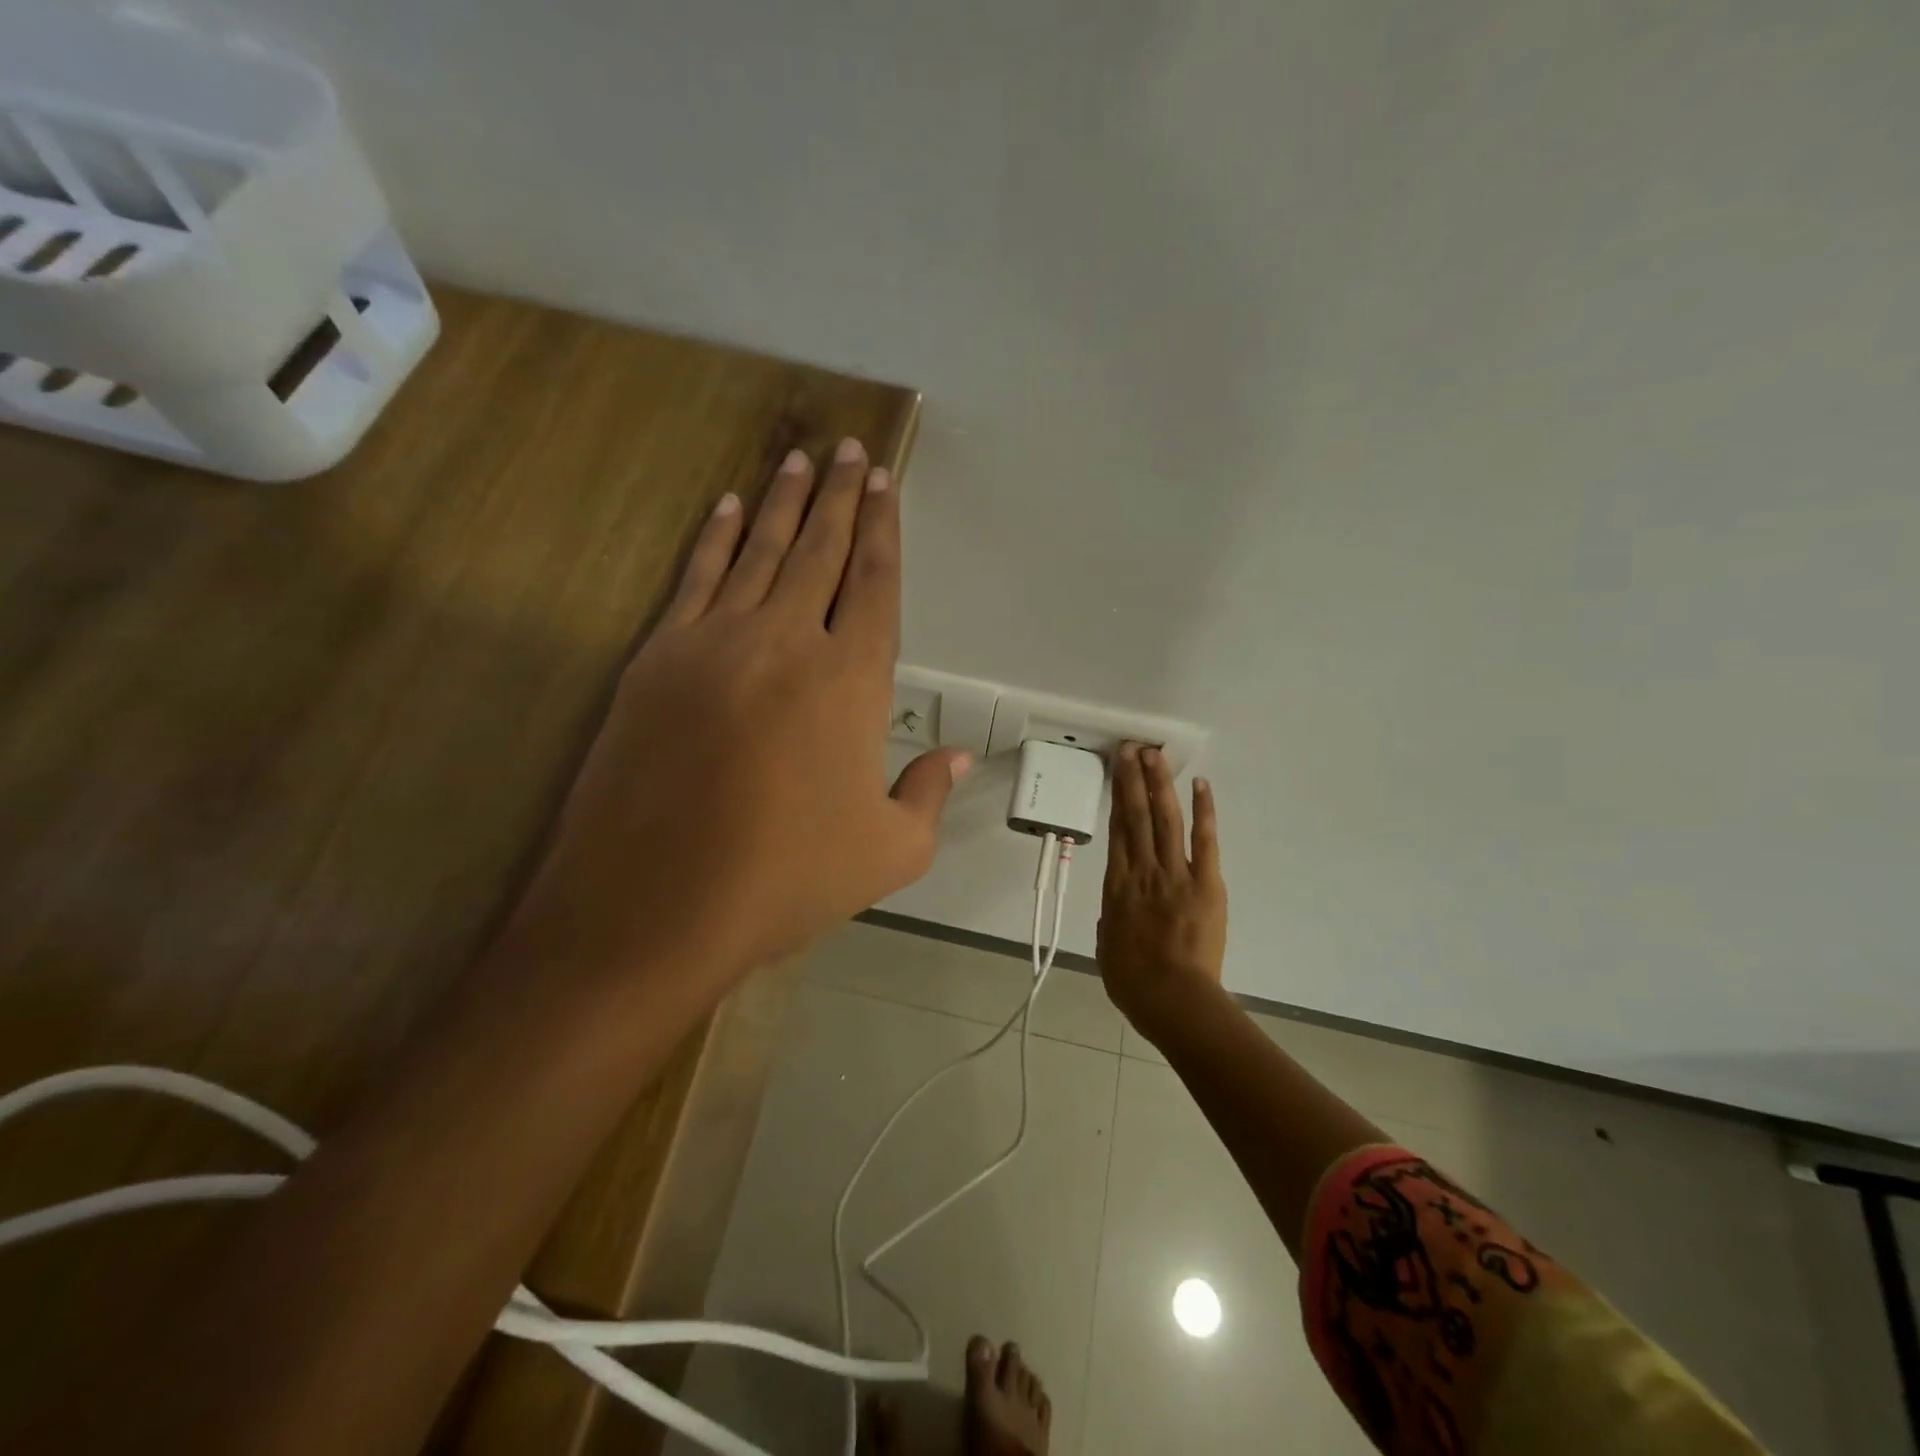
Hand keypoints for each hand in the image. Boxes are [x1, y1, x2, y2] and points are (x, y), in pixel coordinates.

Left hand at [503, 439, 969, 997]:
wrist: (656, 902)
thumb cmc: (787, 878)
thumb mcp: (890, 853)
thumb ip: (928, 795)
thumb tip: (958, 758)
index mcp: (851, 682)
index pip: (875, 585)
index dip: (884, 531)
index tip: (884, 484)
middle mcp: (787, 642)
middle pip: (821, 550)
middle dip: (840, 497)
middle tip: (849, 449)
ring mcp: (716, 643)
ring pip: (760, 551)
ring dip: (784, 502)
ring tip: (800, 459)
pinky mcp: (659, 658)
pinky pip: (696, 579)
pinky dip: (716, 538)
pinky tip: (729, 508)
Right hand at [1096, 744, 1227, 1033]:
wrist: (1172, 998)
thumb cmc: (1133, 981)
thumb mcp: (1107, 949)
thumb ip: (1110, 923)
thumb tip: (1114, 913)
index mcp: (1116, 886)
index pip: (1117, 830)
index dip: (1116, 796)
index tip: (1117, 770)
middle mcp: (1142, 870)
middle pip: (1137, 815)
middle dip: (1134, 778)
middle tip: (1132, 748)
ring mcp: (1175, 873)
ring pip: (1165, 819)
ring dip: (1160, 784)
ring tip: (1155, 755)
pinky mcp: (1206, 883)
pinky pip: (1204, 842)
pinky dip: (1203, 812)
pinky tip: (1200, 786)